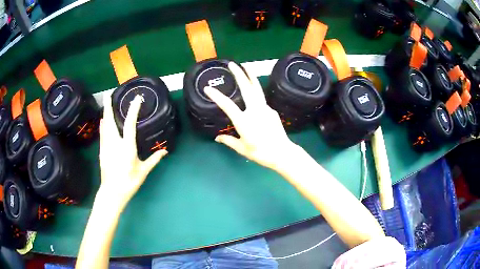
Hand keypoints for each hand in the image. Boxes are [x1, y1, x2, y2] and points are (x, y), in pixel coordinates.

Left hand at [97, 93, 166, 211]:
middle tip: (108, 94)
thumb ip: (153, 160)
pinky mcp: (102, 151)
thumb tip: (164, 151)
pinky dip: (103, 125)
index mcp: (127, 147)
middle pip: (110, 121)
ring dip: (106, 113)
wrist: (112, 192)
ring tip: (106, 103)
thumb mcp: (143, 171)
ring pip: (104, 126)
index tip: (136, 99)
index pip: (130, 124)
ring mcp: (106, 146)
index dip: (133, 110)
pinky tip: (102, 121)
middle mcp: (114, 143)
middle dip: (109, 106)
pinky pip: (102, 133)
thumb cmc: (129, 182)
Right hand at [204, 62, 299, 171]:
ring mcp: (265, 108)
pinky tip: (253, 94)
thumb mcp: (242, 148)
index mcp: (243, 121)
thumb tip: (218, 138)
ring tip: (246, 67)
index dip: (216, 96)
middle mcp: (254, 110)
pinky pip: (262, 100)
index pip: (227, 105)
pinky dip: (256, 93)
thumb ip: (229, 141)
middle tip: (232, 64)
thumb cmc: (260, 152)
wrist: (282, 153)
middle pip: (246, 88)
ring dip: (251, 77)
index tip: (208, 88)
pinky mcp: (272, 111)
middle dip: (239, 74)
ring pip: (257, 89)